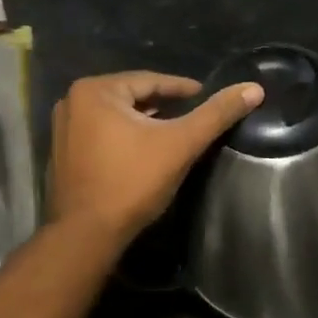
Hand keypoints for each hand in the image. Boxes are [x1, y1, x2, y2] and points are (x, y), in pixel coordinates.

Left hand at [49, 71, 263, 245]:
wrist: (87, 236)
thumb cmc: (132, 182)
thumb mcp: (180, 144)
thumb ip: (216, 114)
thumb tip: (254, 88)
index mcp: (95, 90)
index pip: (150, 81)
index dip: (182, 89)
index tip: (206, 95)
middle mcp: (73, 101)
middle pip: (132, 97)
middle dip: (162, 105)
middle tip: (192, 114)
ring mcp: (63, 128)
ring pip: (116, 115)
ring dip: (144, 121)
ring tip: (173, 131)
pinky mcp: (63, 152)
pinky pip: (102, 133)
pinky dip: (124, 136)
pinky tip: (144, 150)